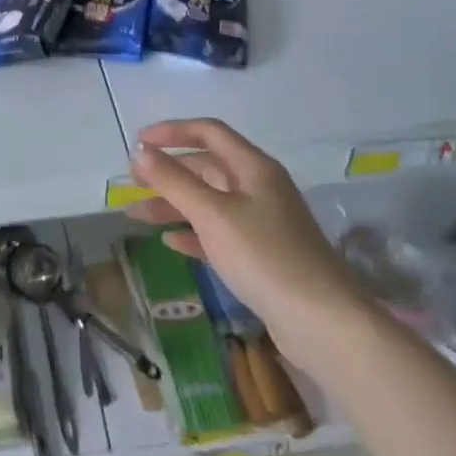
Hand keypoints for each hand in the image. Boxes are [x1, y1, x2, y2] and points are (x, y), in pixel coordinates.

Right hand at [125, 119, 366, 367]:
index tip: (137, 142)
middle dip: (168, 172)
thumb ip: (173, 181)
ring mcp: (262, 223)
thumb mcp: (212, 214)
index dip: (171, 131)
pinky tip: (170, 242)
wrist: (324, 323)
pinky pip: (219, 233)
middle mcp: (258, 188)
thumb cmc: (265, 256)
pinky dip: (192, 233)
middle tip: (132, 183)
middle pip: (206, 167)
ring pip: (209, 202)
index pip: (208, 132)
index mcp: (253, 167)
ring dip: (173, 204)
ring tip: (136, 215)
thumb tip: (140, 151)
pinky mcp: (261, 256)